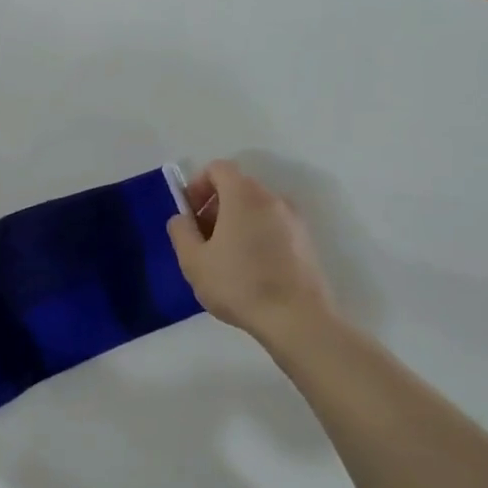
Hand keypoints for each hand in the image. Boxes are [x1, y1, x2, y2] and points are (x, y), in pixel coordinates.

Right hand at [168, 160, 335, 344]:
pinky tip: (248, 270)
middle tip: (201, 239)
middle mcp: (272, 199)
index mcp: (244, 196)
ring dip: (235, 222)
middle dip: (214, 206)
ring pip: (256, 208)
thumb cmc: (238, 285)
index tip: (189, 214)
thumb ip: (181, 231)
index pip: (218, 168)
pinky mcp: (306, 242)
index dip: (198, 185)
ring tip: (224, 258)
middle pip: (238, 187)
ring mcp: (294, 220)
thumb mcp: (193, 260)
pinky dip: (255, 235)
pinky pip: (273, 226)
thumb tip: (182, 218)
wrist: (296, 319)